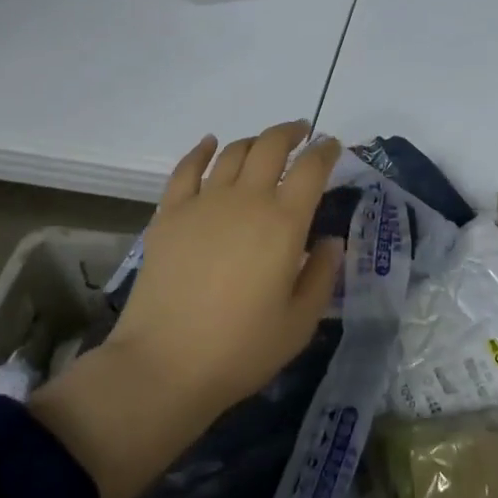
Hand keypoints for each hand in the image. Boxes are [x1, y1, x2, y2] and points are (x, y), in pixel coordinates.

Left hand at [107, 121, 343, 421]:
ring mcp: (203, 203)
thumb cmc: (241, 349)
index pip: (311, 169)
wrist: (165, 364)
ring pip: (233, 153)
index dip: (325, 152)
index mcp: (283, 223)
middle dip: (291, 133)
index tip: (332, 146)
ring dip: (253, 141)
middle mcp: (246, 200)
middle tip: (302, 133)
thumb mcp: (300, 322)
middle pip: (271, 146)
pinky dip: (201, 150)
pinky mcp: (170, 214)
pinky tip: (209, 144)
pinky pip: (186, 168)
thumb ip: (322, 275)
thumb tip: (331, 241)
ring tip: (263, 145)